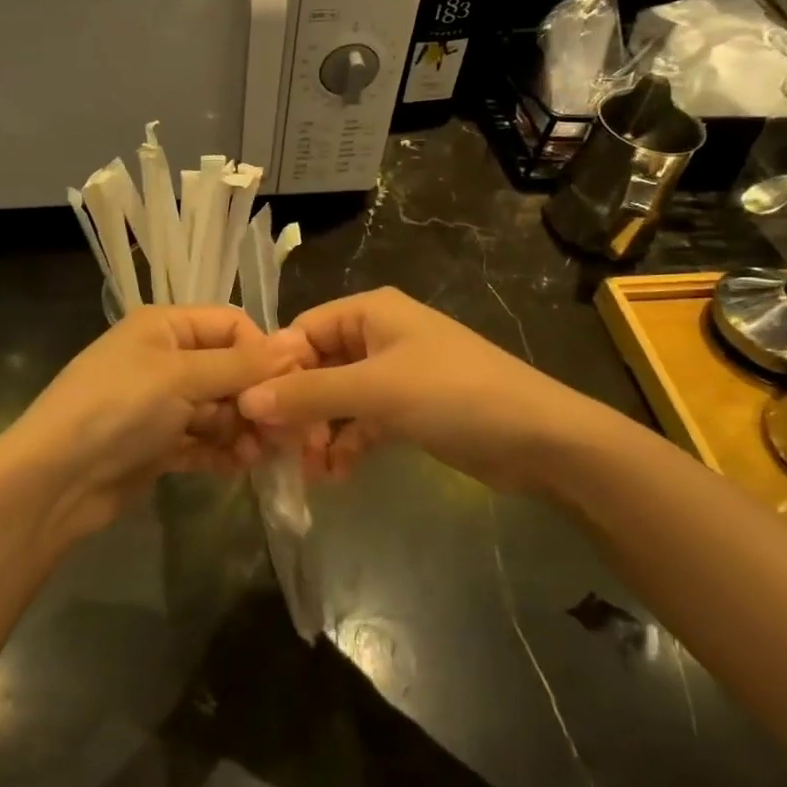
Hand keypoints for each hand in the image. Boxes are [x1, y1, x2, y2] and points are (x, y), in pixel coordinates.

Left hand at [4, 305, 288, 536]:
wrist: (54, 480)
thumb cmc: (119, 408)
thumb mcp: (181, 377)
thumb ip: (241, 364)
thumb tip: (296, 342)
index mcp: (166, 326)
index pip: (231, 325)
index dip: (262, 353)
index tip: (289, 387)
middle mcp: (165, 358)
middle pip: (229, 370)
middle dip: (256, 398)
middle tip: (285, 431)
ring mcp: (161, 404)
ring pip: (219, 409)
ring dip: (242, 429)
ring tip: (258, 455)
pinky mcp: (158, 444)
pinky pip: (202, 441)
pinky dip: (221, 452)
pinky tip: (239, 467)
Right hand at [236, 287, 612, 492]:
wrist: (539, 439)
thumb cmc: (453, 394)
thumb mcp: (377, 390)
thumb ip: (310, 394)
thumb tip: (247, 400)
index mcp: (370, 313)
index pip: (303, 331)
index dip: (276, 368)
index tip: (251, 411)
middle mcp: (378, 336)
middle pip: (318, 366)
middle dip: (298, 406)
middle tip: (278, 449)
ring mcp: (394, 375)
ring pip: (338, 398)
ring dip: (319, 431)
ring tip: (307, 469)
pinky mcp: (408, 410)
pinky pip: (362, 421)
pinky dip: (347, 443)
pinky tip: (335, 474)